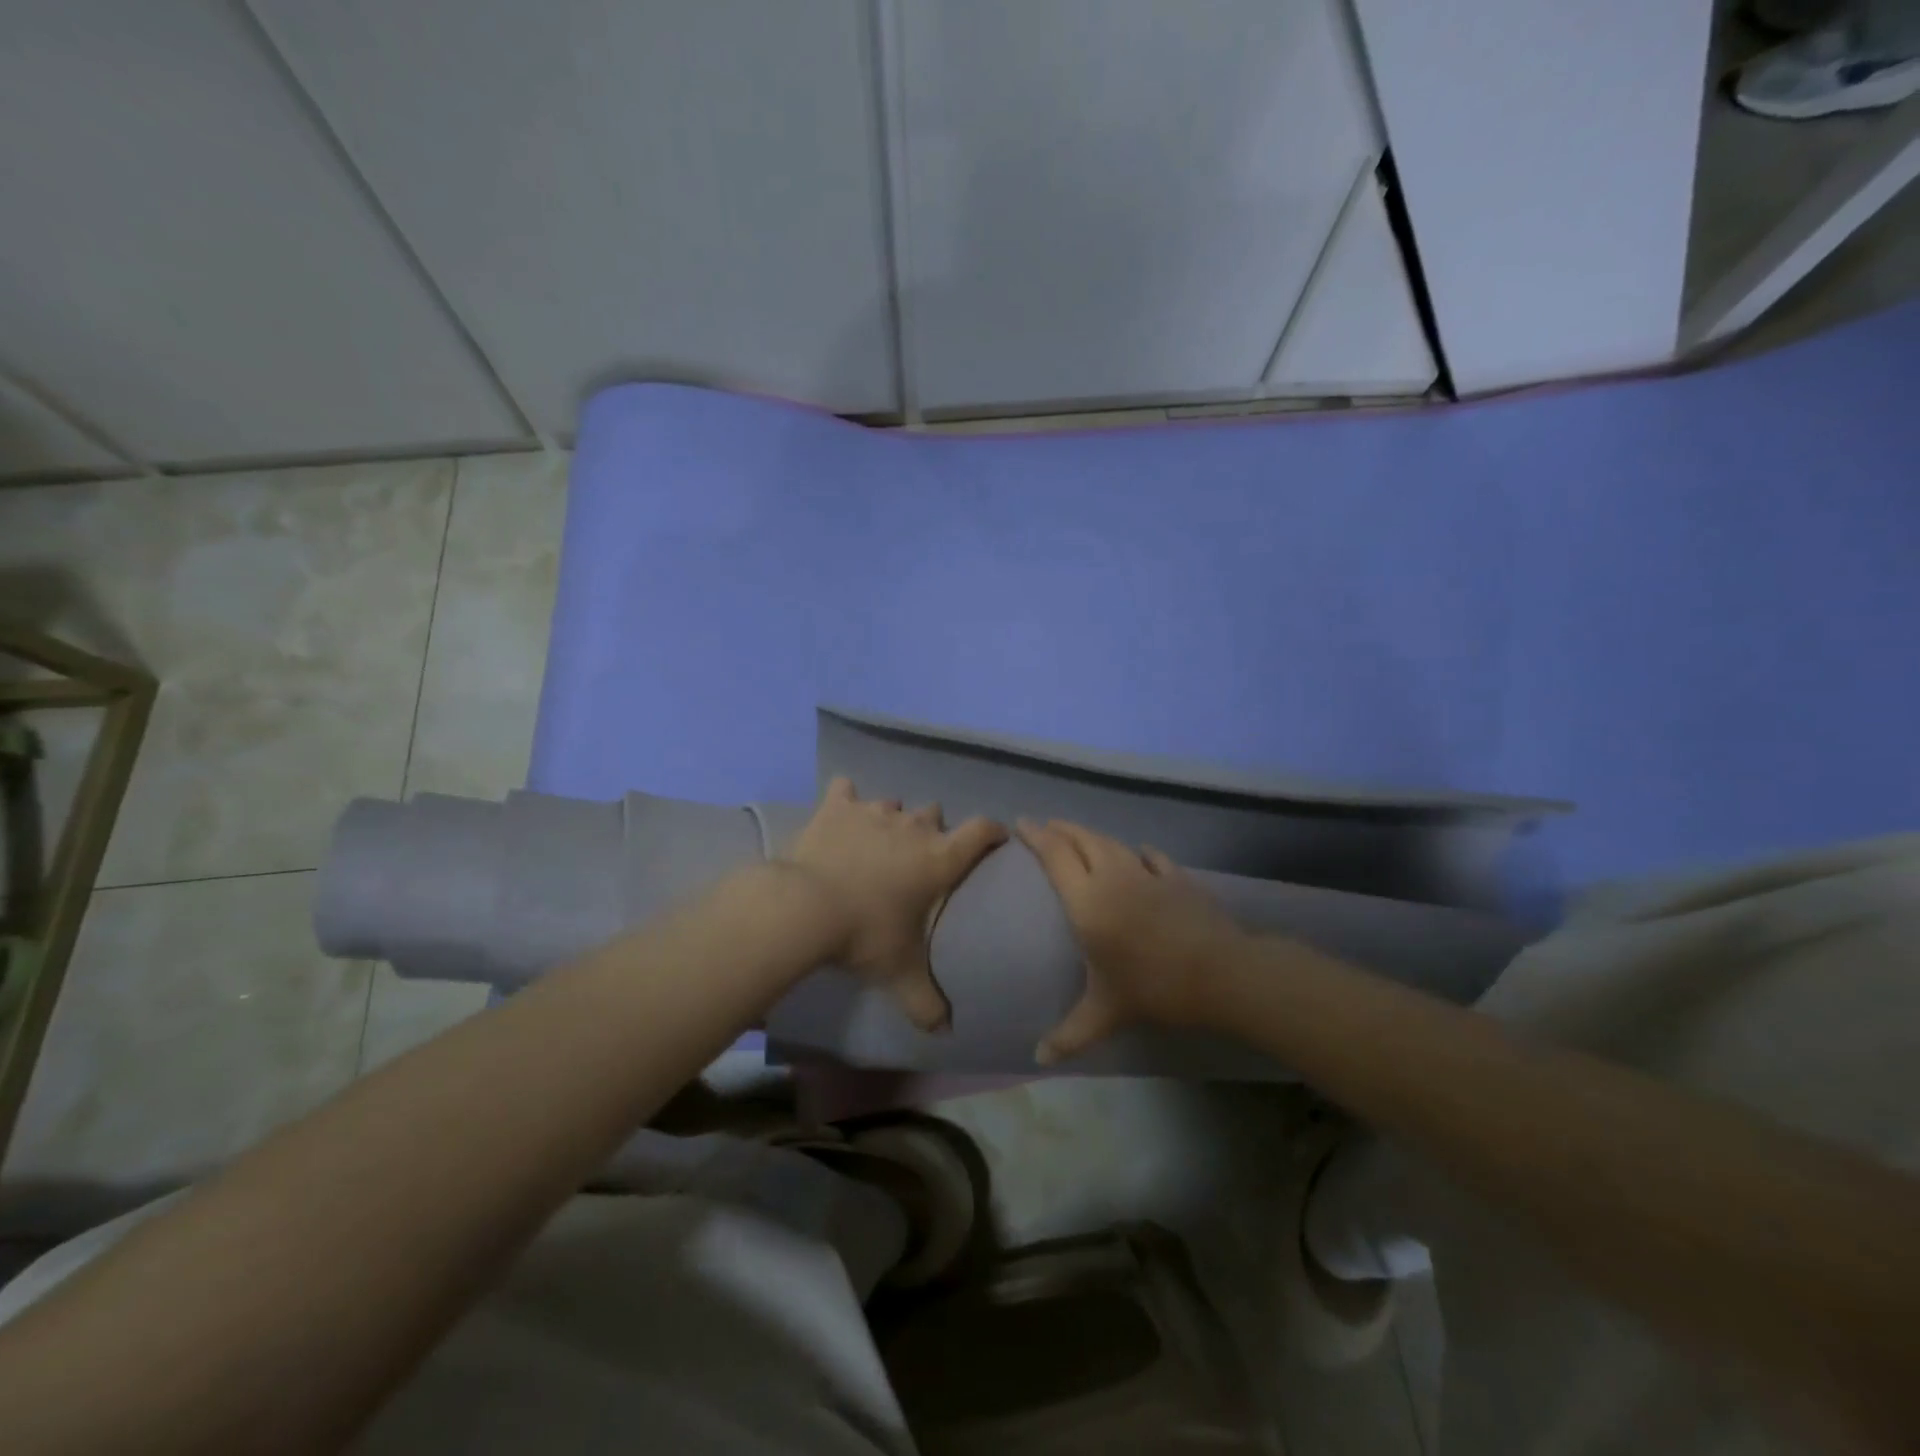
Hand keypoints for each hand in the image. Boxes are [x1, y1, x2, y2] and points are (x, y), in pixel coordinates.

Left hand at [784, 778, 1006, 1030]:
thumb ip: (927, 1002)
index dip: (992, 831)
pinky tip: (841, 808)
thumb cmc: (866, 936)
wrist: (806, 907)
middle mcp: (913, 827)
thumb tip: (946, 1031)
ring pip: (894, 804)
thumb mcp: (900, 975)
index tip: (994, 838)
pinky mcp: (837, 806)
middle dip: (931, 831)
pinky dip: (845, 798)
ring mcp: (874, 811)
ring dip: (891, 820)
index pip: (981, 831)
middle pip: (935, 813)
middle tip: (917, 857)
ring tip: (877, 842)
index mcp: (939, 858)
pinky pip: (845, 790)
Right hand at [1017, 818, 1247, 1063]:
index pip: (1055, 855)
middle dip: (1060, 829)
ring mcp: (1148, 873)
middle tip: (1045, 825)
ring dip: (1092, 835)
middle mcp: (1112, 876)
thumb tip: (1039, 1059)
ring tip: (1081, 836)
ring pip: (1113, 843)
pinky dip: (1139, 852)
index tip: (1021, 823)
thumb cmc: (1153, 987)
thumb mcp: (1106, 1013)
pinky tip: (1140, 852)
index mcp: (1087, 900)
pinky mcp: (1178, 878)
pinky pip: (1152, 857)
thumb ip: (1070, 1034)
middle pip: (1082, 840)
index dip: (1036, 835)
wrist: (1221, 973)